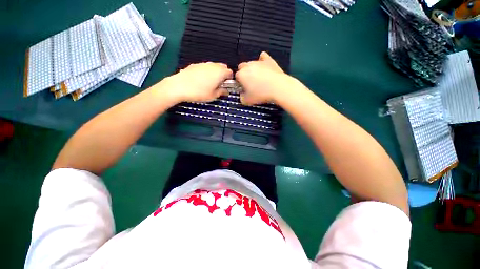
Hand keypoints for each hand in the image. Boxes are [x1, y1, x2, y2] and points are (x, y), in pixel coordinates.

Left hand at [162, 62, 232, 102]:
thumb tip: (226, 91)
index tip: (226, 85)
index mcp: (220, 72)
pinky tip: (200, 80)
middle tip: (219, 84)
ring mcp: (203, 64)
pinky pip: (205, 67)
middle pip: (222, 67)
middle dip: (223, 74)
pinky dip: (206, 72)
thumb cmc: (199, 92)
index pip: (230, 72)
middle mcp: (213, 65)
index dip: (230, 79)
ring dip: (215, 73)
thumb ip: (222, 92)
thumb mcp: (213, 96)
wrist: (179, 86)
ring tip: (209, 83)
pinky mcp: (195, 65)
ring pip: (213, 66)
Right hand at [236, 52, 296, 104]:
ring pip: (252, 63)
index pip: (236, 77)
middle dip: (244, 74)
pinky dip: (262, 61)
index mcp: (241, 74)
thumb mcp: (247, 101)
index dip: (239, 83)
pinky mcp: (269, 60)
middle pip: (242, 68)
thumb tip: (242, 95)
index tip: (243, 88)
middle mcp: (248, 66)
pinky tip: (264, 66)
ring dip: (253, 70)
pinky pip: (263, 57)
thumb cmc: (261, 94)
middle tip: (250, 84)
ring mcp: (259, 62)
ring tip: (259, 79)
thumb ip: (241, 97)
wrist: (278, 88)